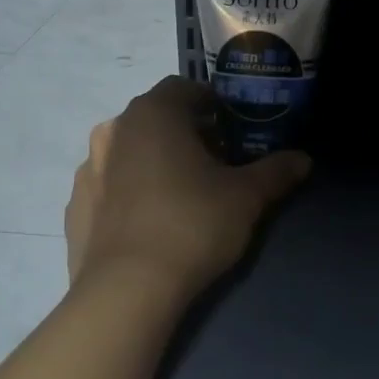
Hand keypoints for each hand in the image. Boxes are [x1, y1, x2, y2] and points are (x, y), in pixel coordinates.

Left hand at [66, 77, 310, 298]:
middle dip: (185, 134)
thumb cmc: (192, 225)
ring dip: (154, 162)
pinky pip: (109, 188)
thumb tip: (304, 159)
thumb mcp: (246, 198)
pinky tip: (148, 223)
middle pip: (155, 119)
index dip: (212, 104)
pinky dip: (128, 194)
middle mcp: (114, 130)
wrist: (127, 290)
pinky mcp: (75, 207)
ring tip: (181, 194)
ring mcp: (89, 169)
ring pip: (129, 152)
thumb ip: (276, 171)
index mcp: (153, 114)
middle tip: (215, 164)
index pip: (184, 88)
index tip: (233, 130)